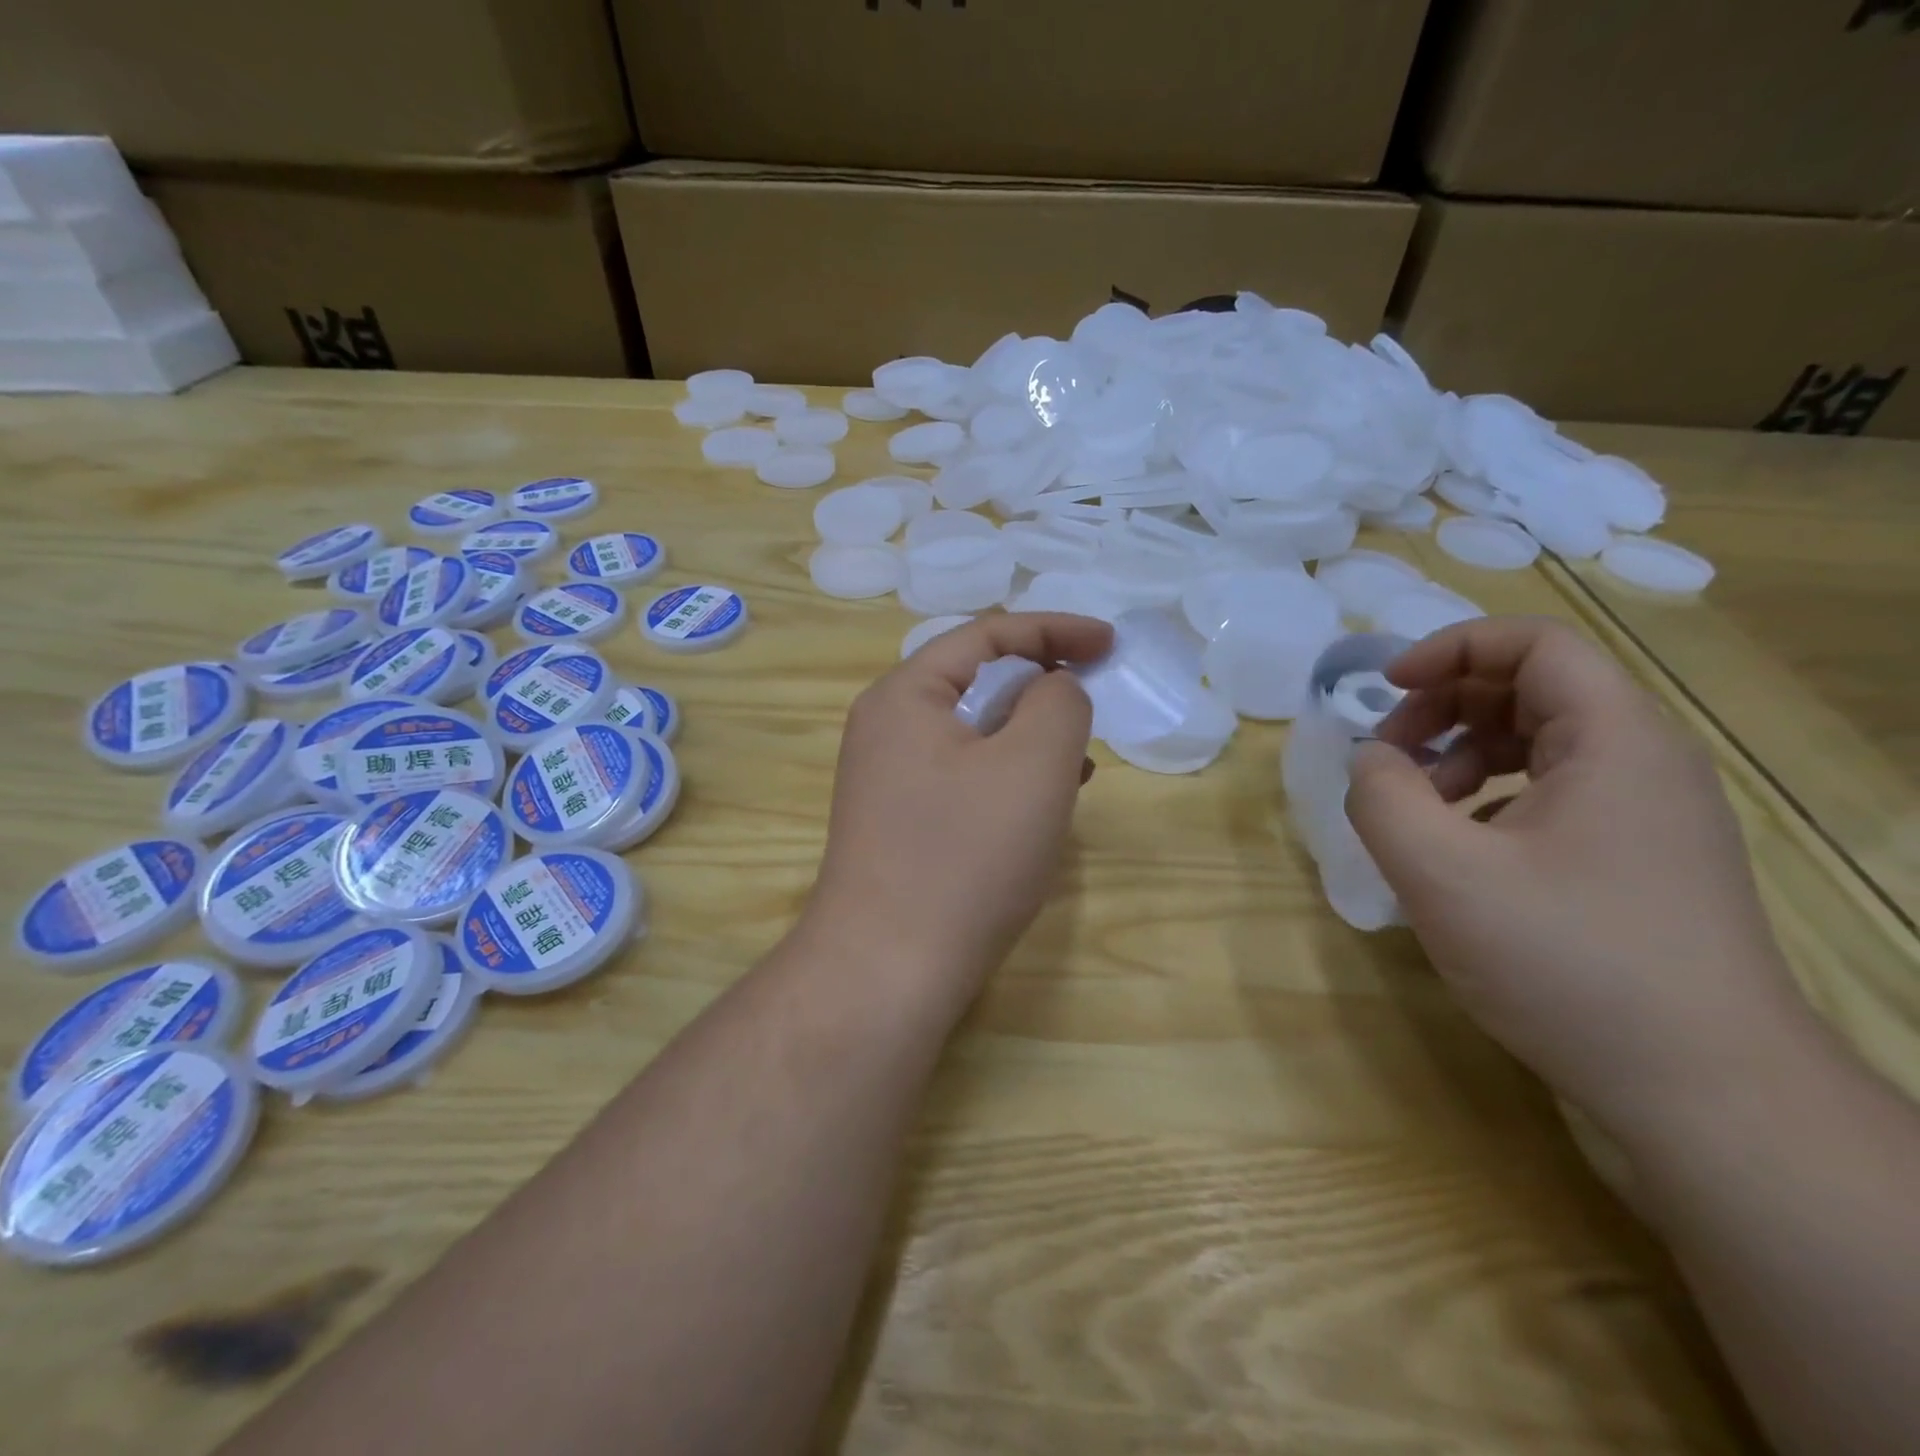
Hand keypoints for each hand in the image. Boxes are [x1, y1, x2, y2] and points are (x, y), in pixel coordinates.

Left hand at [807, 613, 1112, 1018]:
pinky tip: (1042, 802)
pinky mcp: (899, 822)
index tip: (1111, 645)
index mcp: (906, 695)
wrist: (887, 970)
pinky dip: (1008, 775)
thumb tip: (1054, 689)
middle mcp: (886, 727)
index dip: (1056, 630)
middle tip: (1091, 702)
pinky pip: (964, 776)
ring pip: (974, 733)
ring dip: (1029, 735)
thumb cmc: (964, 857)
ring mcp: (887, 778)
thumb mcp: (1032, 764)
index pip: (987, 636)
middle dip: (1041, 685)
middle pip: (976, 682)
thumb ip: (1058, 702)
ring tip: (1077, 761)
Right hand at [1344, 617, 1815, 1139]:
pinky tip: (1459, 852)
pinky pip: (1555, 796)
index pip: (1534, 644)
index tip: (1385, 688)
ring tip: (1417, 810)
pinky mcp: (1642, 862)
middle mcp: (1644, 762)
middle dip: (1445, 707)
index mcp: (1614, 740)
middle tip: (1388, 756)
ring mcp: (1650, 816)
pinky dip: (1491, 800)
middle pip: (1533, 689)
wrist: (1707, 1093)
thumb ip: (1383, 797)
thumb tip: (1373, 761)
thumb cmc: (1568, 963)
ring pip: (1541, 744)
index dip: (1449, 649)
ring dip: (1462, 756)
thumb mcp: (1440, 873)